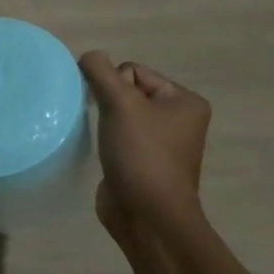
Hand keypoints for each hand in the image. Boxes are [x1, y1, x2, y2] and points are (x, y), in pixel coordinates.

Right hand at [78, 53, 210, 250]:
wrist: (148, 217)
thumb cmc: (142, 154)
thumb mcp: (120, 103)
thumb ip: (100, 71)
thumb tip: (88, 56)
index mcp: (185, 101)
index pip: (133, 70)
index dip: (115, 86)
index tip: (115, 112)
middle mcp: (178, 118)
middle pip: (126, 89)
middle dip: (109, 102)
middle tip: (108, 125)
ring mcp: (162, 142)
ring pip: (120, 112)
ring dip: (106, 120)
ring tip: (106, 139)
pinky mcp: (144, 161)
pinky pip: (118, 134)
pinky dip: (107, 138)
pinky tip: (105, 152)